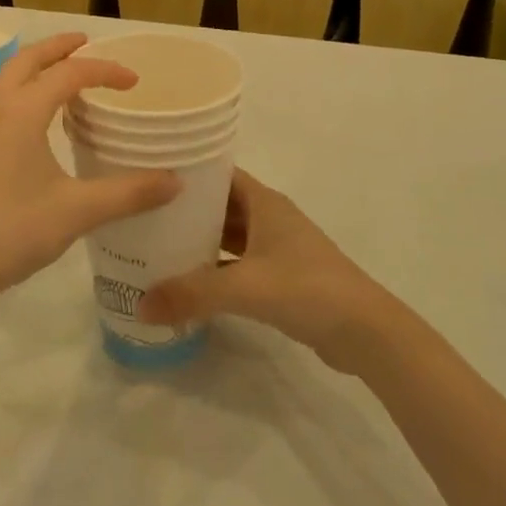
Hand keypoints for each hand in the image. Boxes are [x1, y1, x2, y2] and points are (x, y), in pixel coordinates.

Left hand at [0, 33, 179, 309]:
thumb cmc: (12, 231)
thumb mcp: (77, 211)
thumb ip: (129, 193)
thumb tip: (176, 181)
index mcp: (21, 111)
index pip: (69, 73)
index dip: (105, 71)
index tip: (133, 81)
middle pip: (28, 59)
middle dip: (60, 47)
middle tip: (87, 43)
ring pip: (7, 78)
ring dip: (36, 67)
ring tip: (63, 76)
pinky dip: (20, 90)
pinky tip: (33, 119)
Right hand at [138, 170, 385, 371]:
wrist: (365, 331)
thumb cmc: (307, 289)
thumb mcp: (245, 288)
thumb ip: (192, 294)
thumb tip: (139, 305)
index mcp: (264, 202)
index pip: (219, 174)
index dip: (188, 173)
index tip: (150, 177)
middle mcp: (270, 217)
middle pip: (221, 205)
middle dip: (187, 211)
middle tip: (144, 217)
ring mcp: (278, 248)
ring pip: (230, 236)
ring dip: (201, 241)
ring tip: (157, 247)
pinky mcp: (282, 276)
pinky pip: (239, 263)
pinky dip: (216, 269)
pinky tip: (190, 282)